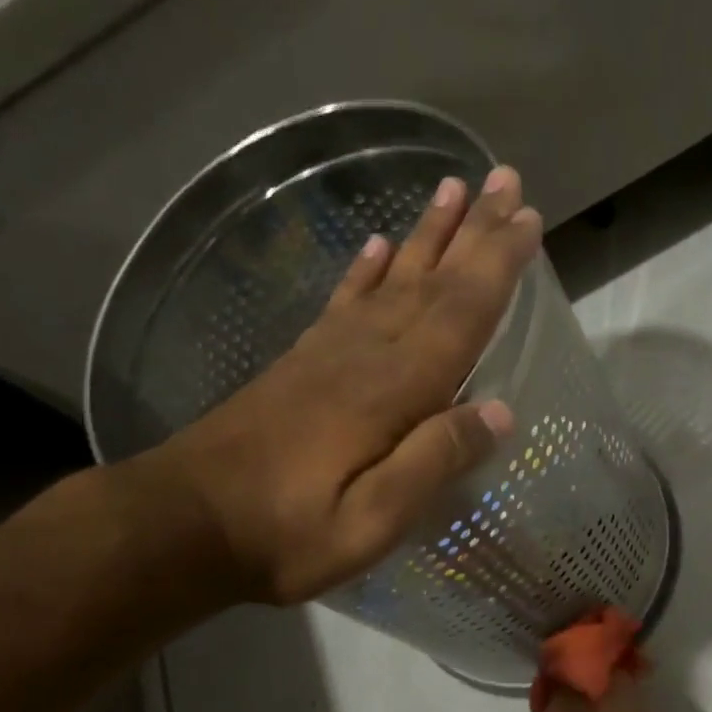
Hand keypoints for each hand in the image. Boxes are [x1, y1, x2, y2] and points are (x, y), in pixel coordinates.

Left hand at [129, 167, 538, 605]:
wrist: (183, 523)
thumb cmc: (286, 533)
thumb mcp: (372, 521)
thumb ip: (434, 461)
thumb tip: (499, 412)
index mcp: (392, 390)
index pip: (460, 314)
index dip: (497, 264)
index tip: (528, 218)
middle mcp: (364, 355)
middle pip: (430, 282)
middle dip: (472, 230)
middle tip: (504, 179)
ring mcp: (327, 354)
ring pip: (390, 279)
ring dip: (425, 235)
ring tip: (452, 188)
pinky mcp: (299, 364)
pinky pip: (342, 302)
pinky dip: (364, 270)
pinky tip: (377, 247)